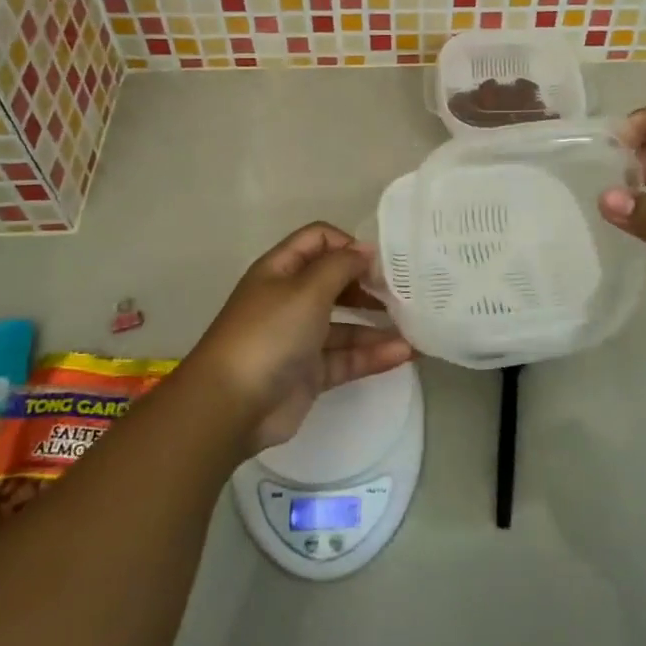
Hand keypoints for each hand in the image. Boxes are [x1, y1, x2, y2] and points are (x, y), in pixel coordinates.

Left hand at [185, 222, 412, 455]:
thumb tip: (366, 250)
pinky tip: (404, 354)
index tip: (380, 263)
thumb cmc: (269, 334)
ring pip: (345, 324)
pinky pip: (347, 357)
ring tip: (414, 327)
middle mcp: (290, 299)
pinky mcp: (310, 372)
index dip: (349, 245)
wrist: (231, 405)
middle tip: (403, 293)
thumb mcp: (307, 289)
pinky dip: (373, 355)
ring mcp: (299, 337)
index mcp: (281, 270)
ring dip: (377, 325)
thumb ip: (341, 265)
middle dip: (368, 285)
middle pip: (335, 282)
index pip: (319, 240)